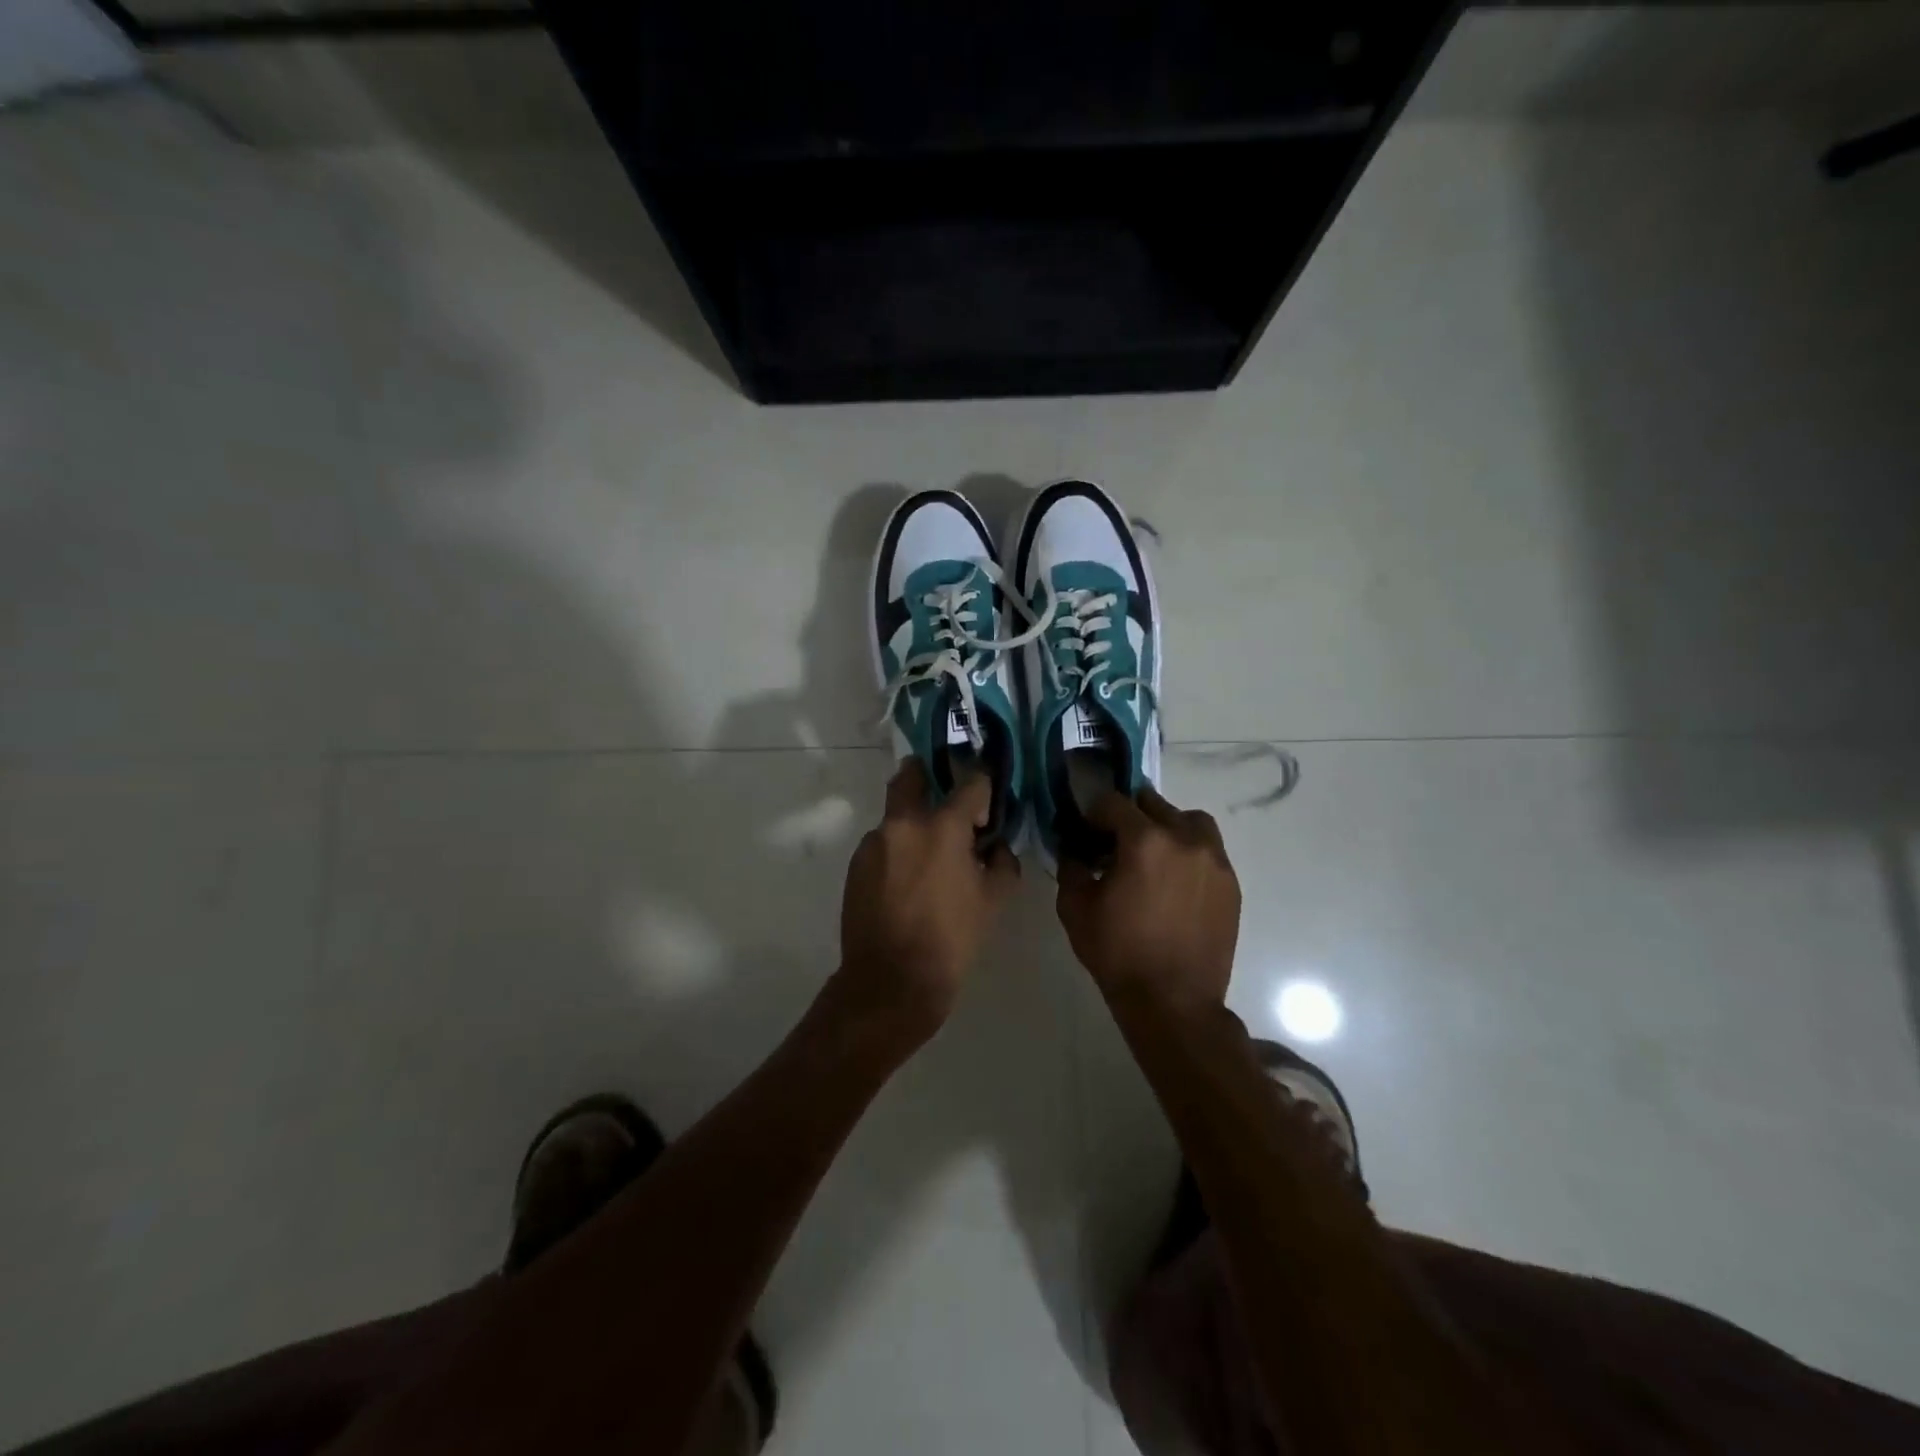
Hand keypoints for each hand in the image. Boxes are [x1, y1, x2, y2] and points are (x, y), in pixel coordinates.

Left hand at [836, 760, 1019, 1041]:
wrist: (892, 981)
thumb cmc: (952, 939)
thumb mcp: (993, 901)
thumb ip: (1002, 862)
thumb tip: (996, 845)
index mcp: (942, 827)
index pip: (971, 783)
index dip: (983, 788)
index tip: (987, 807)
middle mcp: (903, 823)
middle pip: (912, 774)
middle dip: (929, 774)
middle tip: (946, 795)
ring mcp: (874, 842)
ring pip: (895, 814)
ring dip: (913, 822)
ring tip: (929, 856)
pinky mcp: (856, 864)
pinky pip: (882, 843)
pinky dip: (898, 849)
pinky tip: (907, 880)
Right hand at [1056, 789, 1239, 1014]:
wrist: (1173, 1002)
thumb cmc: (1118, 953)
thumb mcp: (1076, 908)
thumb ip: (1071, 866)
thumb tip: (1073, 847)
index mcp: (1144, 840)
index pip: (1113, 802)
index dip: (1093, 812)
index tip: (1084, 830)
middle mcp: (1185, 838)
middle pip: (1153, 804)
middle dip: (1129, 816)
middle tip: (1114, 842)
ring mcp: (1214, 860)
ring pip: (1189, 820)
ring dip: (1166, 826)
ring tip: (1152, 854)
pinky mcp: (1230, 883)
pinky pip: (1208, 850)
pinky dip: (1188, 852)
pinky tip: (1173, 880)